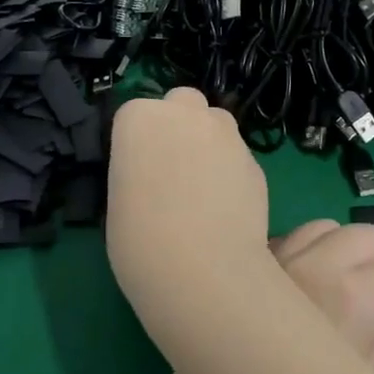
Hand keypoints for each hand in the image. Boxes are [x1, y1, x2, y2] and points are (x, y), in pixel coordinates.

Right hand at [108, 87, 270, 299]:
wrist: (202, 270)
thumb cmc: (140, 240)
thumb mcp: (118, 199)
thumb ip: (137, 168)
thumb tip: (152, 172)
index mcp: (140, 118)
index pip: (134, 114)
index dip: (136, 141)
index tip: (135, 170)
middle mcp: (186, 113)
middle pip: (182, 103)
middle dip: (178, 124)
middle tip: (172, 166)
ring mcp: (226, 134)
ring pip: (216, 123)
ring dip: (208, 141)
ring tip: (201, 185)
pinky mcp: (255, 160)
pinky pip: (237, 155)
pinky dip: (230, 170)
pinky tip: (225, 205)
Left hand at [271, 220, 373, 371]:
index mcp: (353, 296)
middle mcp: (318, 264)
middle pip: (371, 236)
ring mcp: (281, 258)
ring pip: (331, 227)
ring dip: (355, 244)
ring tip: (364, 273)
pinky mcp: (256, 264)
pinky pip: (296, 236)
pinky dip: (318, 245)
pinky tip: (321, 272)